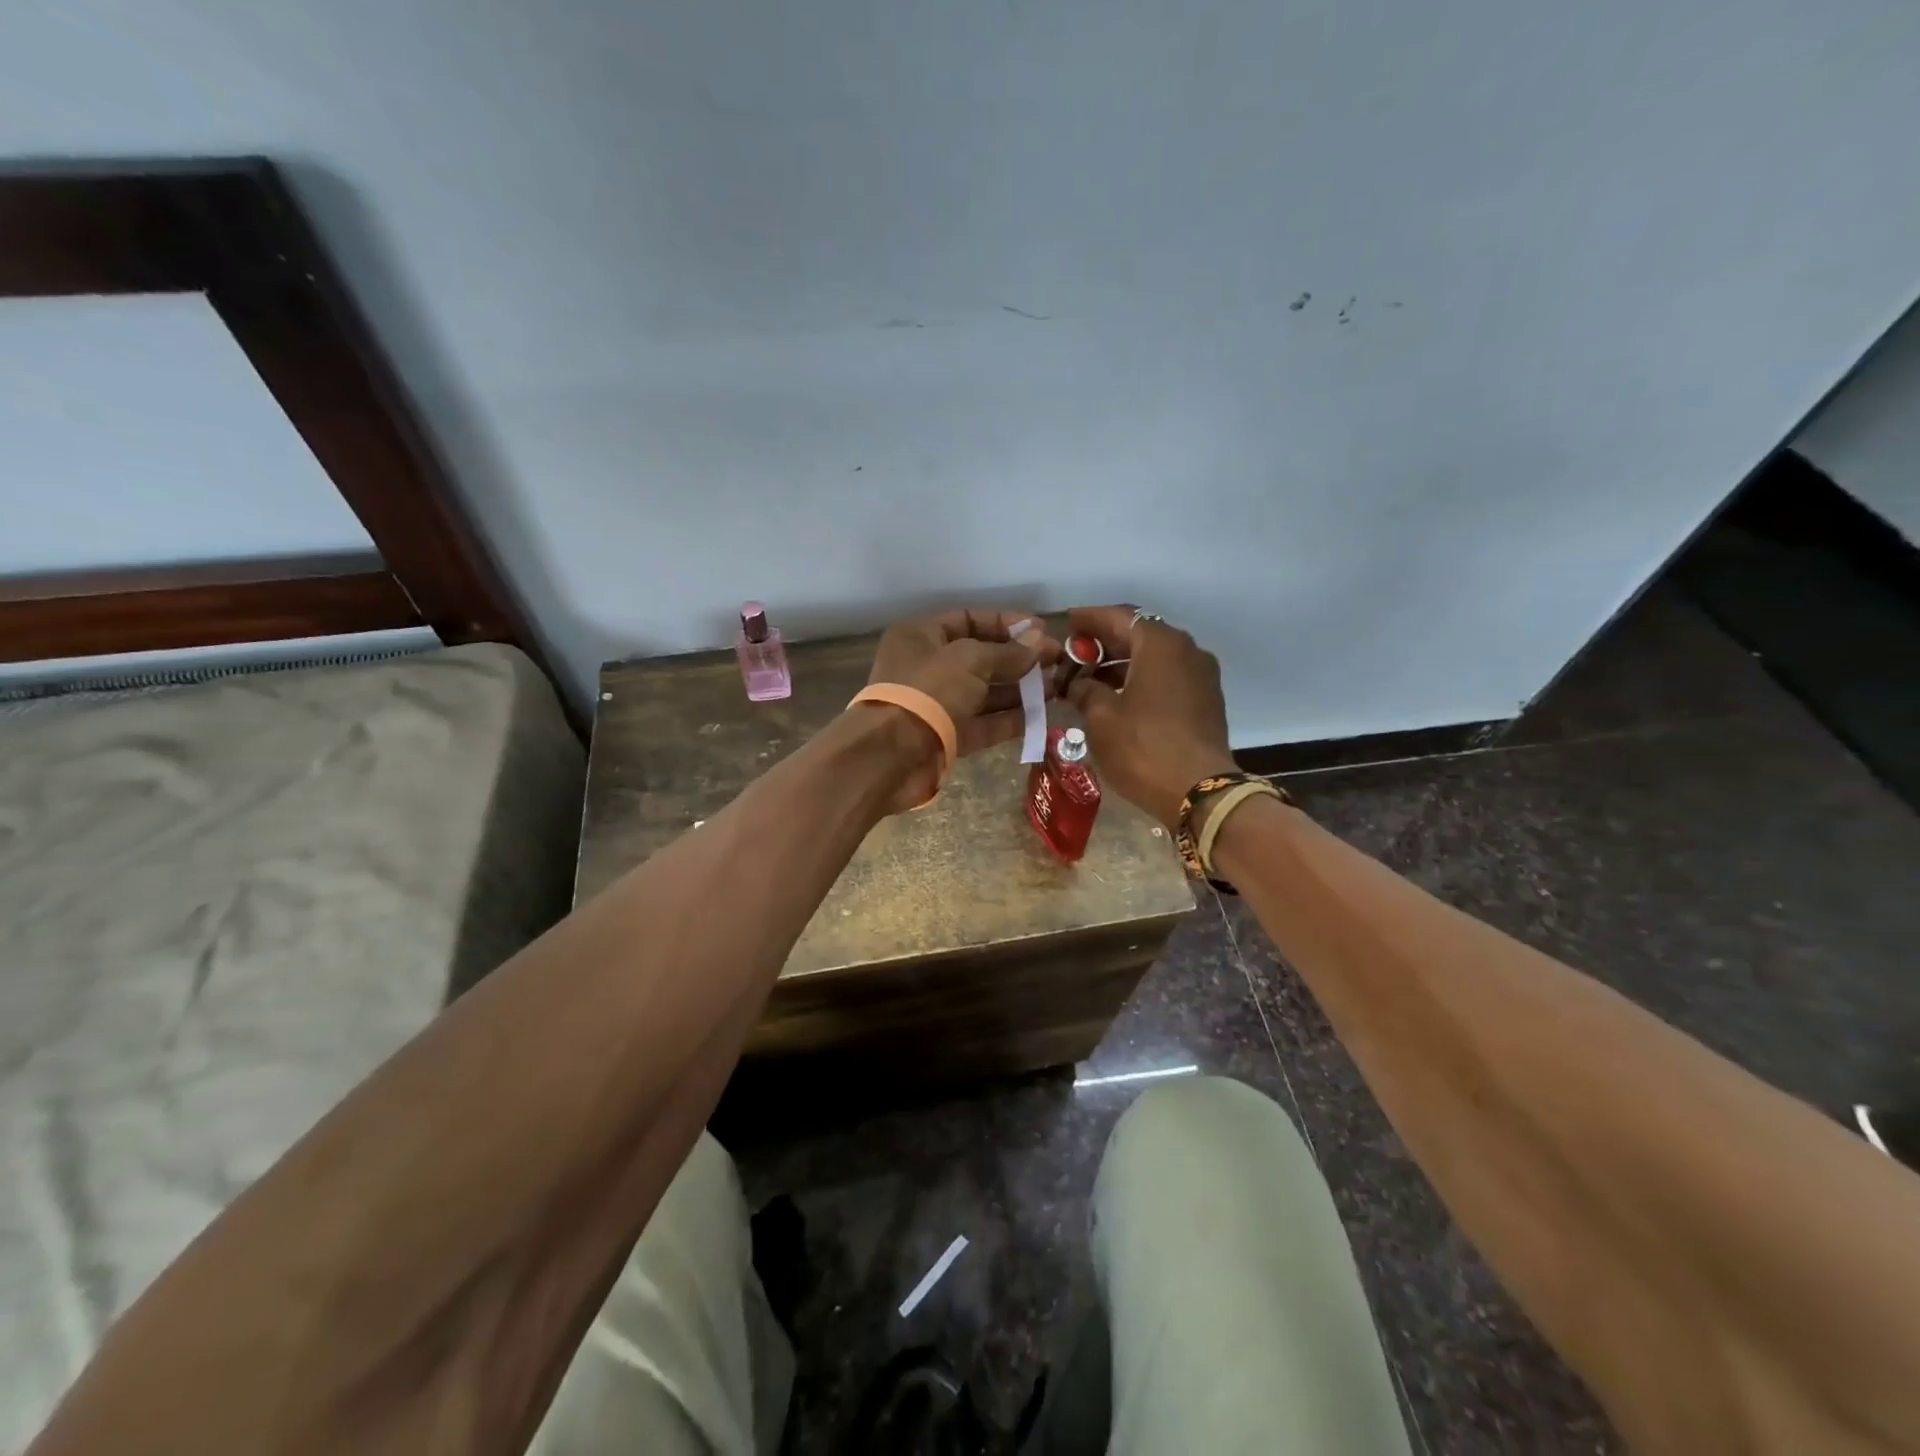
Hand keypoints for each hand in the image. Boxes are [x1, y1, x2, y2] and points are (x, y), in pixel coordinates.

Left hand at [864, 608, 1059, 810]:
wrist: (889, 755)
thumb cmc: (927, 692)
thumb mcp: (971, 660)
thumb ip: (1008, 652)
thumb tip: (1041, 639)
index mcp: (921, 636)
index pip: (970, 620)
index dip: (1007, 624)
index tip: (1042, 631)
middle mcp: (927, 667)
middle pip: (980, 657)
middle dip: (1019, 659)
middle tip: (1058, 663)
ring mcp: (936, 704)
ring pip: (984, 692)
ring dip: (1019, 690)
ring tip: (1057, 689)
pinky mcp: (946, 737)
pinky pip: (982, 723)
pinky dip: (1009, 720)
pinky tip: (1041, 717)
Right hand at [1063, 606, 1237, 828]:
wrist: (1199, 792)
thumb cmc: (1143, 748)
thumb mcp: (1100, 717)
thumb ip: (1085, 690)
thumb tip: (1079, 683)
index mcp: (1160, 644)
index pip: (1118, 617)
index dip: (1089, 618)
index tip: (1067, 621)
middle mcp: (1186, 650)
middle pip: (1139, 634)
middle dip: (1104, 643)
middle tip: (1073, 655)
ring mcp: (1201, 675)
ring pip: (1154, 657)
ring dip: (1122, 664)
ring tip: (1089, 680)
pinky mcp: (1206, 700)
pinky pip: (1167, 677)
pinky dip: (1141, 679)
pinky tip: (1117, 698)